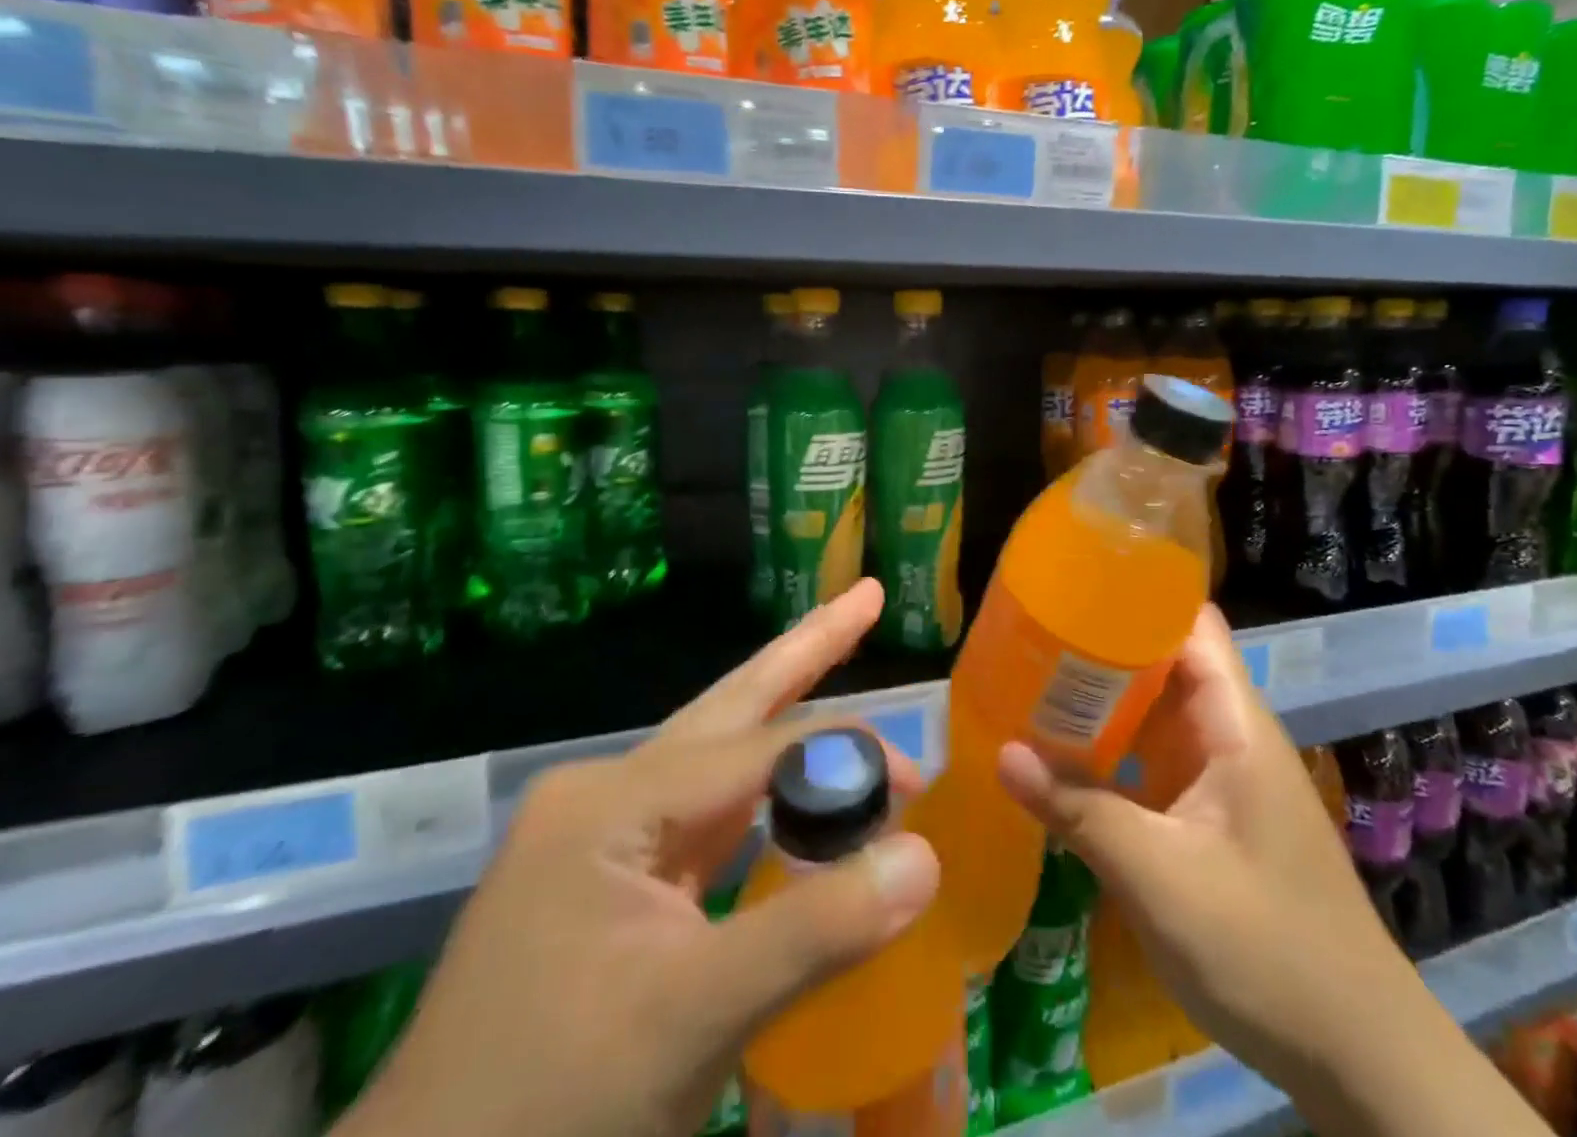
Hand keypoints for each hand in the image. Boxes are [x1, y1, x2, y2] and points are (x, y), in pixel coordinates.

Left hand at [336, 580, 939, 1136]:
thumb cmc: (546, 1109)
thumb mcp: (692, 1019)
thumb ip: (815, 929)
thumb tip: (925, 859)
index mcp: (615, 800)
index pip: (760, 751)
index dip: (846, 758)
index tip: (918, 782)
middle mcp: (608, 793)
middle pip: (731, 706)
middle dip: (805, 649)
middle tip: (866, 595)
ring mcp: (605, 835)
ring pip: (720, 753)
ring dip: (786, 711)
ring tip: (835, 648)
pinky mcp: (613, 881)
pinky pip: (710, 814)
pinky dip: (765, 792)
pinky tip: (795, 780)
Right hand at [995, 603, 1408, 1089]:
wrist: (1356, 1055)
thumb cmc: (1267, 949)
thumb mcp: (1161, 878)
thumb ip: (1080, 812)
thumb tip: (1002, 753)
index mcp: (1234, 723)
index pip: (1189, 624)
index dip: (1137, 595)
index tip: (1071, 586)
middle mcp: (1229, 734)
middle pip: (1164, 661)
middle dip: (1101, 646)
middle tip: (1028, 637)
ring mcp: (1222, 775)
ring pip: (1155, 712)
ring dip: (1102, 700)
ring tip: (1030, 683)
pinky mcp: (1212, 814)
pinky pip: (1155, 759)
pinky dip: (1113, 749)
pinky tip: (1063, 758)